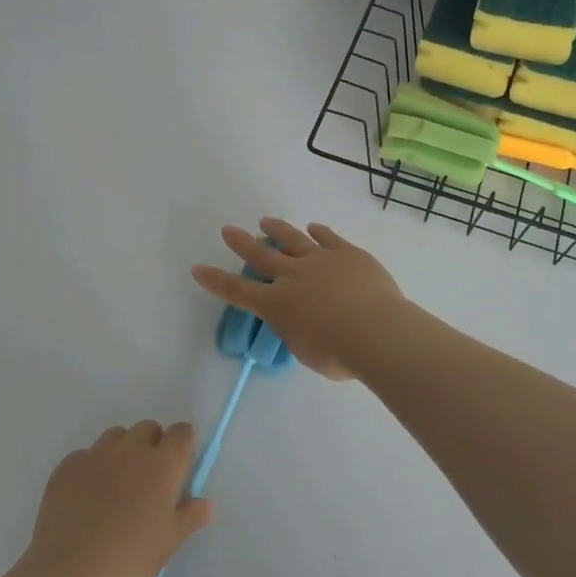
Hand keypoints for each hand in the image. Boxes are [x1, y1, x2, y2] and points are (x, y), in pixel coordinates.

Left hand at [16, 421, 212, 576]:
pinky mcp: (67, 466)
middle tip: (147, 480)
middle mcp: (131, 448)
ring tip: (116, 486)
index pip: (182, 432)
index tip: (178, 468)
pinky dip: (92, 467)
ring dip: (122, 451)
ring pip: (116, 436)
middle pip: (148, 428)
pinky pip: (86, 455)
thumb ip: (190, 516)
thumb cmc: (130, 559)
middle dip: (152, 445)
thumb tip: (205, 503)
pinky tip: (86, 497)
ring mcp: (96, 454)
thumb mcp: (169, 543)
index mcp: (163, 463)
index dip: (182, 446)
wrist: (69, 574)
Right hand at [191, 219, 410, 381]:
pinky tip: (314, 227)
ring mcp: (321, 260)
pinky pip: (329, 238)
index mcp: (277, 305)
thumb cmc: (338, 354)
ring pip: (293, 239)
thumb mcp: (306, 350)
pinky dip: (319, 232)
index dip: (216, 280)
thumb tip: (305, 321)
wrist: (376, 331)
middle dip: (242, 243)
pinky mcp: (347, 253)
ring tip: (266, 222)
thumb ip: (299, 331)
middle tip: (229, 230)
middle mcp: (293, 276)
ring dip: (278, 230)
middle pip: (262, 256)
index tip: (198, 268)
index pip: (238, 291)